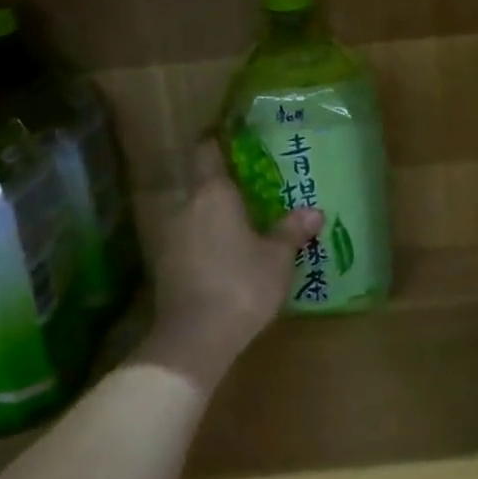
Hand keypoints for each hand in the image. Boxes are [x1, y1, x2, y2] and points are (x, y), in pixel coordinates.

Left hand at [143, 140, 323, 391]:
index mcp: (213, 193)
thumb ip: (291, 231)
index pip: (207, 151)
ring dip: (213, 217)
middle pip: (202, 184)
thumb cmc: (242, 284)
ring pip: (194, 214)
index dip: (217, 142)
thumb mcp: (277, 258)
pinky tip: (224, 256)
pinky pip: (188, 239)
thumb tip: (314, 212)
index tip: (234, 140)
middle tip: (253, 192)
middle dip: (225, 187)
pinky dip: (204, 241)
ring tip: (241, 226)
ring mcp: (170, 235)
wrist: (195, 338)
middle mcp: (186, 206)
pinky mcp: (164, 264)